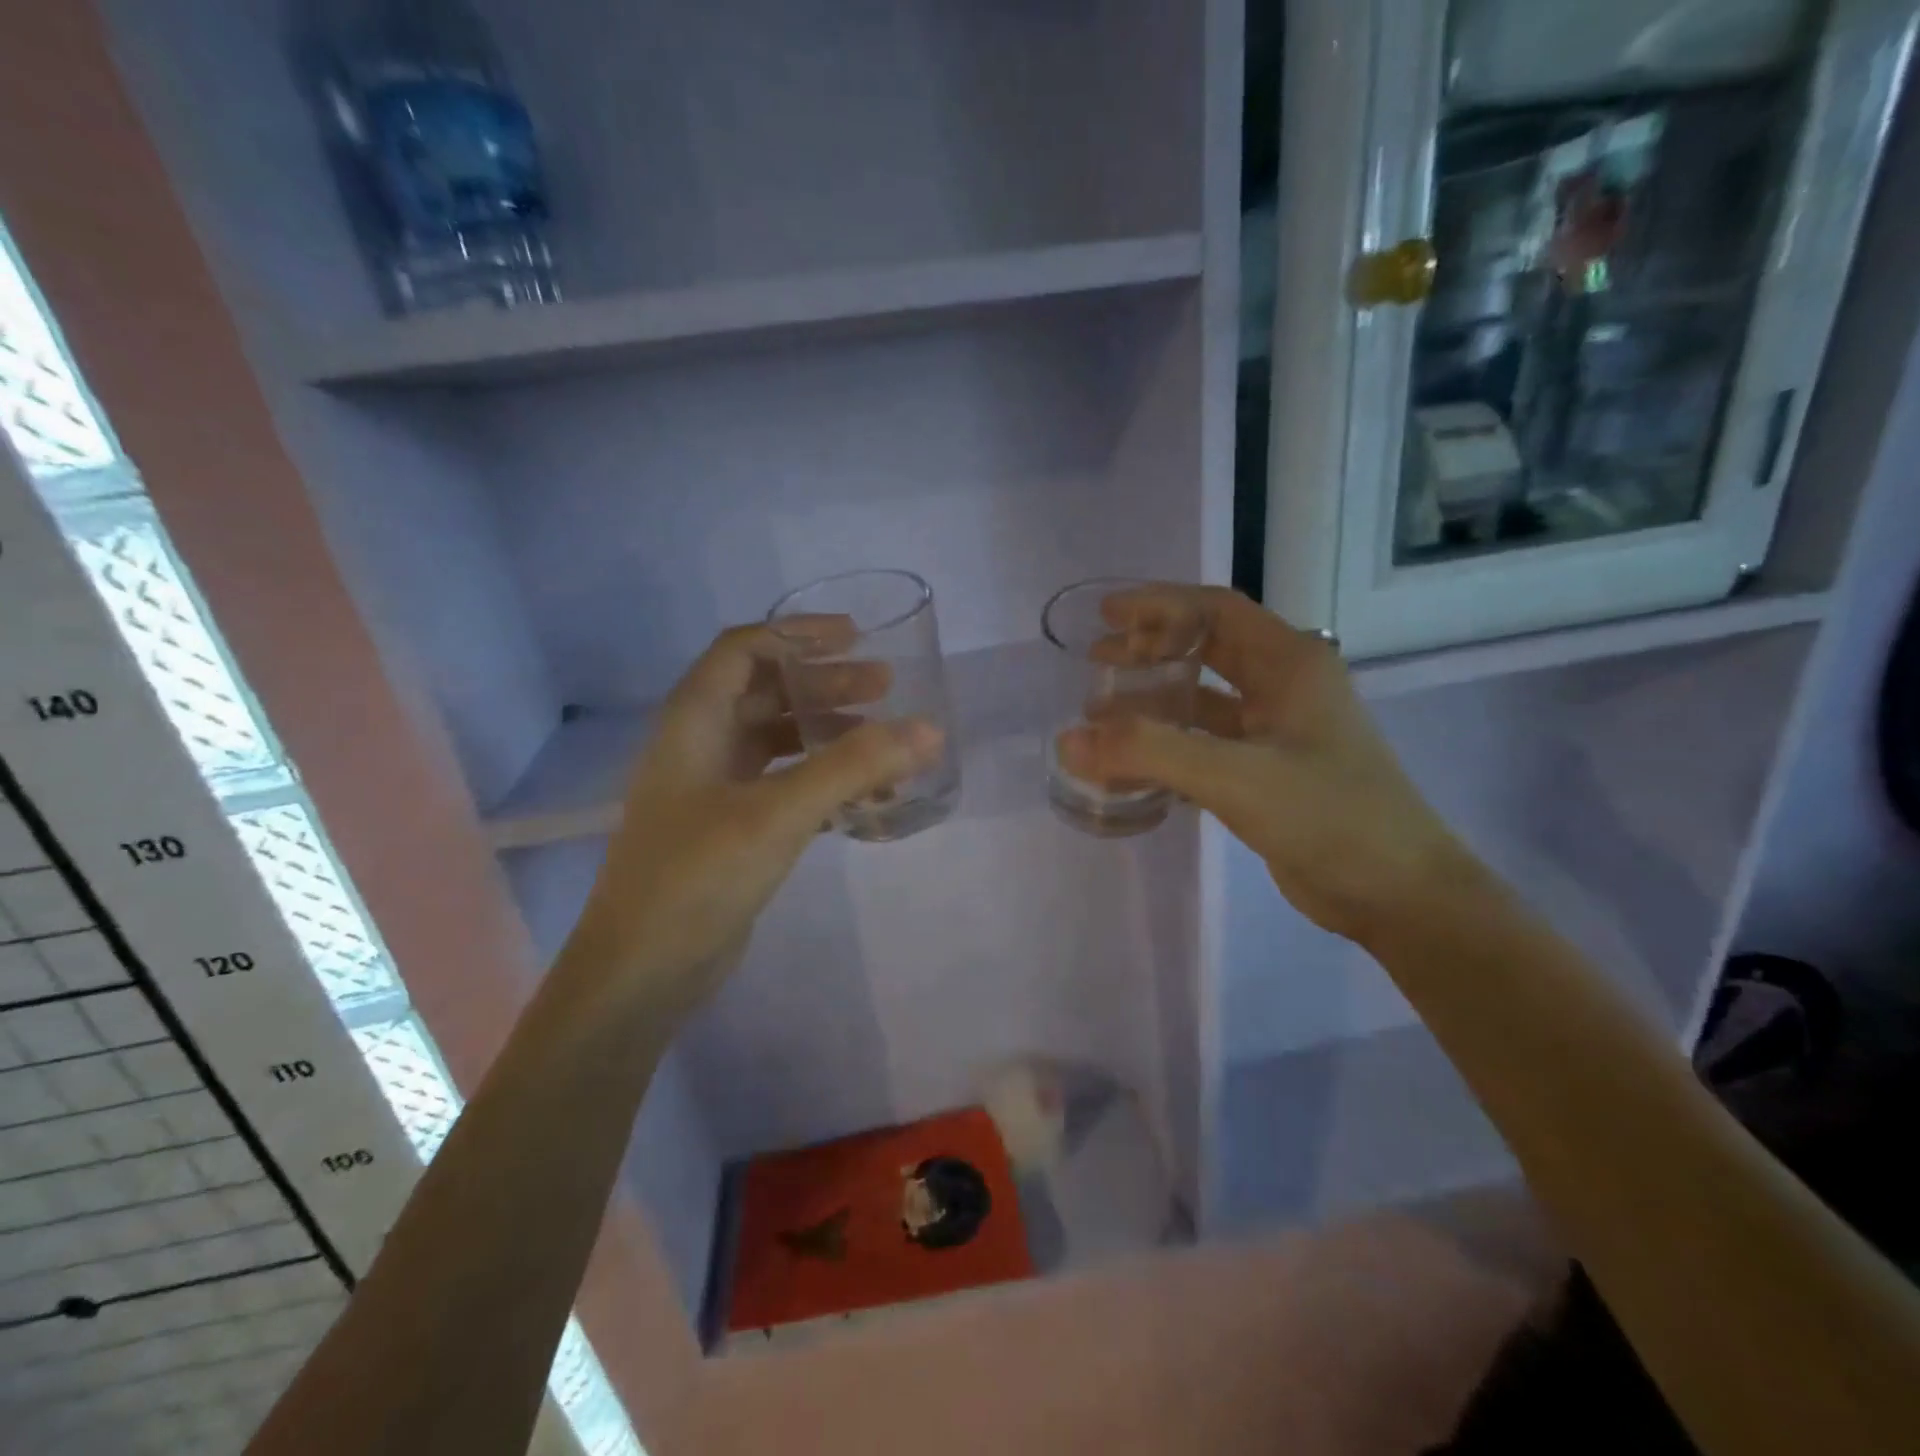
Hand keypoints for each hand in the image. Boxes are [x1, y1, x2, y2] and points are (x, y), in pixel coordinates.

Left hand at [561, 625, 940, 1022]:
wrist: (643, 971)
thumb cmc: (698, 875)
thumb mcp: (779, 813)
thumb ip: (853, 767)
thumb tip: (928, 729)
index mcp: (694, 721)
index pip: (744, 649)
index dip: (798, 633)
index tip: (856, 637)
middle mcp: (701, 744)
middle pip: (767, 692)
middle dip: (826, 683)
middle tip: (886, 687)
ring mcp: (714, 789)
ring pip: (779, 740)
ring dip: (829, 732)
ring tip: (885, 739)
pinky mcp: (732, 828)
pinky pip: (784, 784)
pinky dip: (824, 779)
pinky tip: (865, 795)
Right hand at [1057, 586, 1469, 943]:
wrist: (1398, 894)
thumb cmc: (1328, 816)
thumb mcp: (1235, 775)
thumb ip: (1149, 752)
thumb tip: (1068, 740)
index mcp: (1291, 663)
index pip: (1215, 610)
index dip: (1158, 604)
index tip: (1105, 616)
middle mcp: (1286, 687)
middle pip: (1208, 649)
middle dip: (1150, 649)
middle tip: (1096, 659)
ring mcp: (1279, 732)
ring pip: (1205, 700)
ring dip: (1155, 700)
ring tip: (1101, 711)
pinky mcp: (1269, 774)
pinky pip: (1207, 745)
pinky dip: (1168, 746)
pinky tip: (1132, 764)